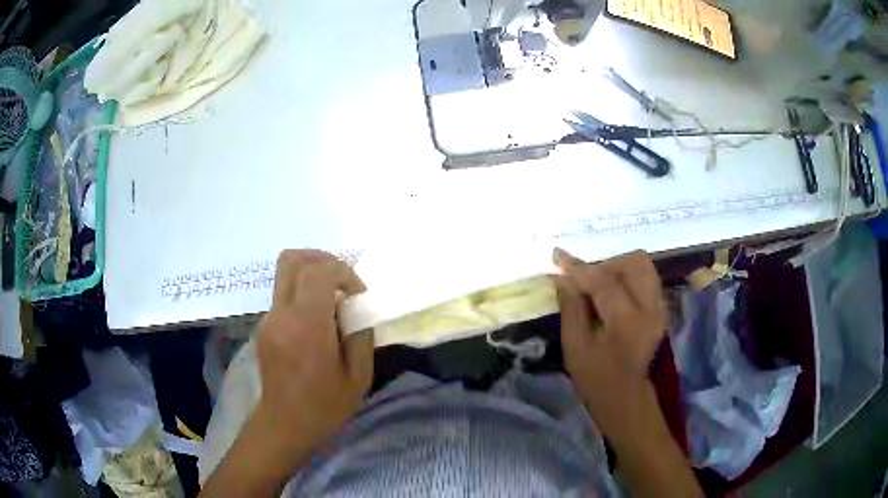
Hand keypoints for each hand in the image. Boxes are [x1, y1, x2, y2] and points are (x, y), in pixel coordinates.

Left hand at [254, 249, 372, 454]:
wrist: (285, 424)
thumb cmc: (325, 405)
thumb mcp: (358, 375)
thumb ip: (360, 334)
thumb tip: (354, 308)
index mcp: (307, 326)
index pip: (318, 271)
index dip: (343, 272)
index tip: (358, 293)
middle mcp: (282, 314)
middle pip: (292, 259)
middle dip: (322, 259)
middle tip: (342, 279)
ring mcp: (268, 319)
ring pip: (285, 273)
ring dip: (312, 274)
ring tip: (332, 299)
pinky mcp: (264, 326)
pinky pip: (283, 294)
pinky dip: (303, 293)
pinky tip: (317, 320)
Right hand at [553, 248, 665, 437]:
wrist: (625, 397)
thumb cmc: (596, 378)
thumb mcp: (575, 347)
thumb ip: (571, 308)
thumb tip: (561, 278)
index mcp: (628, 321)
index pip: (604, 281)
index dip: (578, 267)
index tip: (556, 255)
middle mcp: (651, 308)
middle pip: (634, 262)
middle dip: (604, 263)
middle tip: (582, 279)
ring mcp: (660, 307)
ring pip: (642, 265)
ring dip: (616, 267)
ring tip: (595, 283)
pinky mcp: (660, 308)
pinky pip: (645, 277)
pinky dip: (626, 275)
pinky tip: (609, 291)